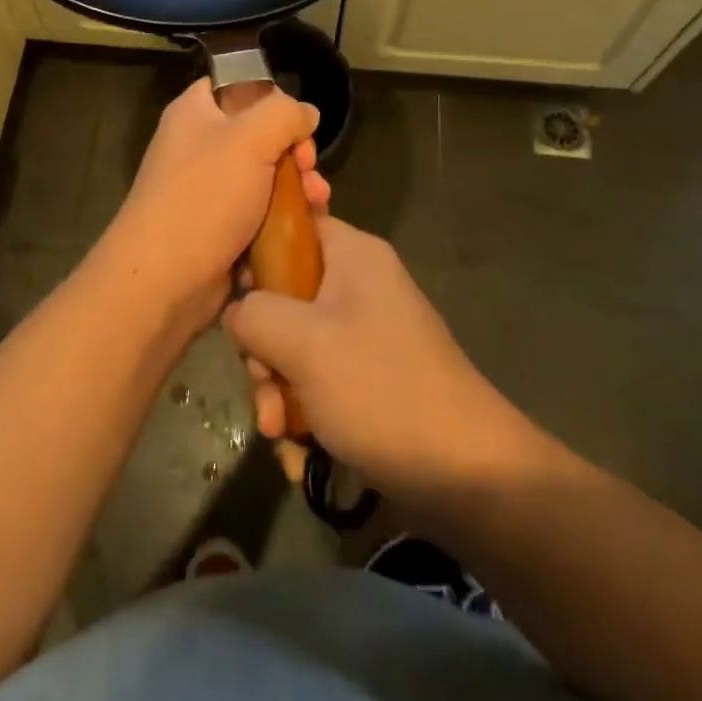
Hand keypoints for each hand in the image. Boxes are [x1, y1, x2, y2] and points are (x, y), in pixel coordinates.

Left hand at [93, 77, 327, 324]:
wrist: (163, 281)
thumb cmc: (203, 198)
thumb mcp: (249, 140)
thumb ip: (284, 114)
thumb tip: (306, 113)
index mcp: (195, 112)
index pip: (238, 85)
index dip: (272, 98)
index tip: (296, 123)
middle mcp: (200, 145)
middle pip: (261, 133)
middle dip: (295, 151)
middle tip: (309, 169)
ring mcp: (209, 189)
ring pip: (267, 176)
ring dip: (298, 186)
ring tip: (317, 202)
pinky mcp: (221, 228)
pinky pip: (261, 212)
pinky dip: (284, 217)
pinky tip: (308, 225)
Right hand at [224, 218, 534, 501]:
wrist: (467, 474)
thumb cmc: (381, 389)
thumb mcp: (304, 344)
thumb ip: (255, 314)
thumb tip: (237, 310)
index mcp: (352, 255)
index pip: (291, 226)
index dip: (255, 255)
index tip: (234, 299)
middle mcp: (360, 284)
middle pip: (286, 294)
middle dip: (265, 350)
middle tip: (263, 389)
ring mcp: (367, 331)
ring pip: (297, 344)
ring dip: (279, 390)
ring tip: (280, 435)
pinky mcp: (371, 375)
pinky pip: (320, 379)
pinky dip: (304, 412)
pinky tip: (299, 455)